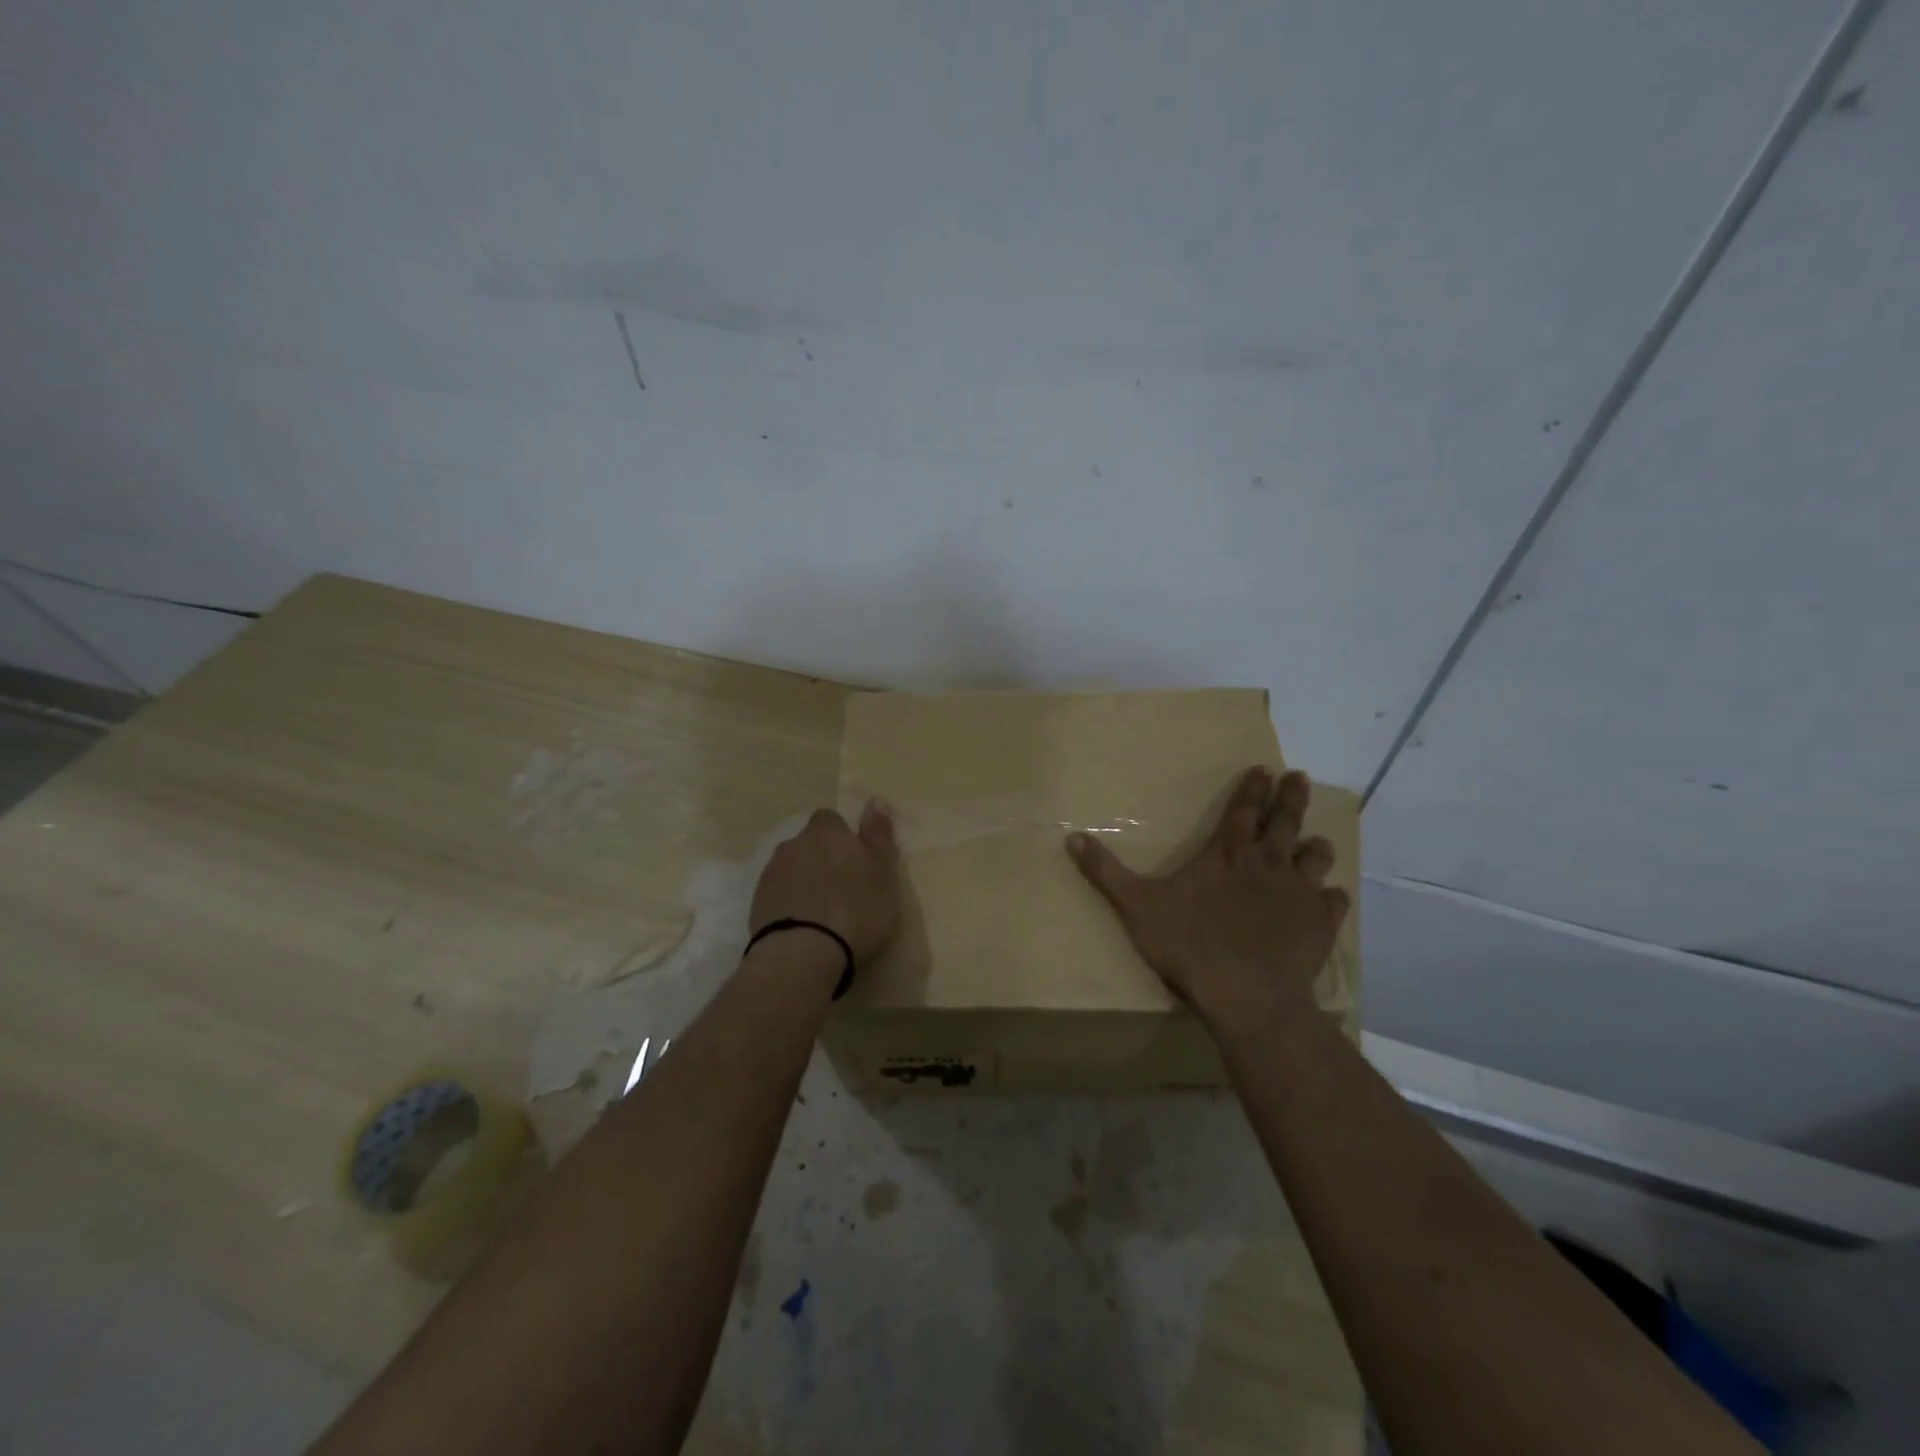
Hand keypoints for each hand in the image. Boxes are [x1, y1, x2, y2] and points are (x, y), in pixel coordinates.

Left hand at [750, 801, 901, 963]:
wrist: (804, 953)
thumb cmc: (856, 909)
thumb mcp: (884, 872)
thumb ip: (879, 835)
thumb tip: (875, 800)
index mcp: (826, 833)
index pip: (831, 819)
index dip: (842, 836)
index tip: (855, 860)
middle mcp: (794, 844)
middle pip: (808, 843)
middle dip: (822, 858)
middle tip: (842, 887)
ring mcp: (771, 873)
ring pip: (792, 867)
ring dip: (804, 880)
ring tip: (822, 910)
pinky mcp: (757, 902)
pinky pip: (778, 892)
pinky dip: (789, 901)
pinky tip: (803, 924)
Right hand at [1066, 767, 1348, 1025]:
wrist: (1247, 996)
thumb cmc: (1189, 945)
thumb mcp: (1136, 906)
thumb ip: (1106, 872)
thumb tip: (1071, 837)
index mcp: (1228, 853)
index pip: (1243, 809)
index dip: (1253, 788)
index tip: (1265, 769)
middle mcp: (1269, 862)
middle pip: (1286, 820)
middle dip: (1292, 797)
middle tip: (1300, 778)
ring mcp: (1300, 892)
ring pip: (1317, 857)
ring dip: (1315, 846)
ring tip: (1317, 841)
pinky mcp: (1321, 924)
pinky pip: (1334, 901)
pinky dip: (1332, 896)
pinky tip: (1331, 898)